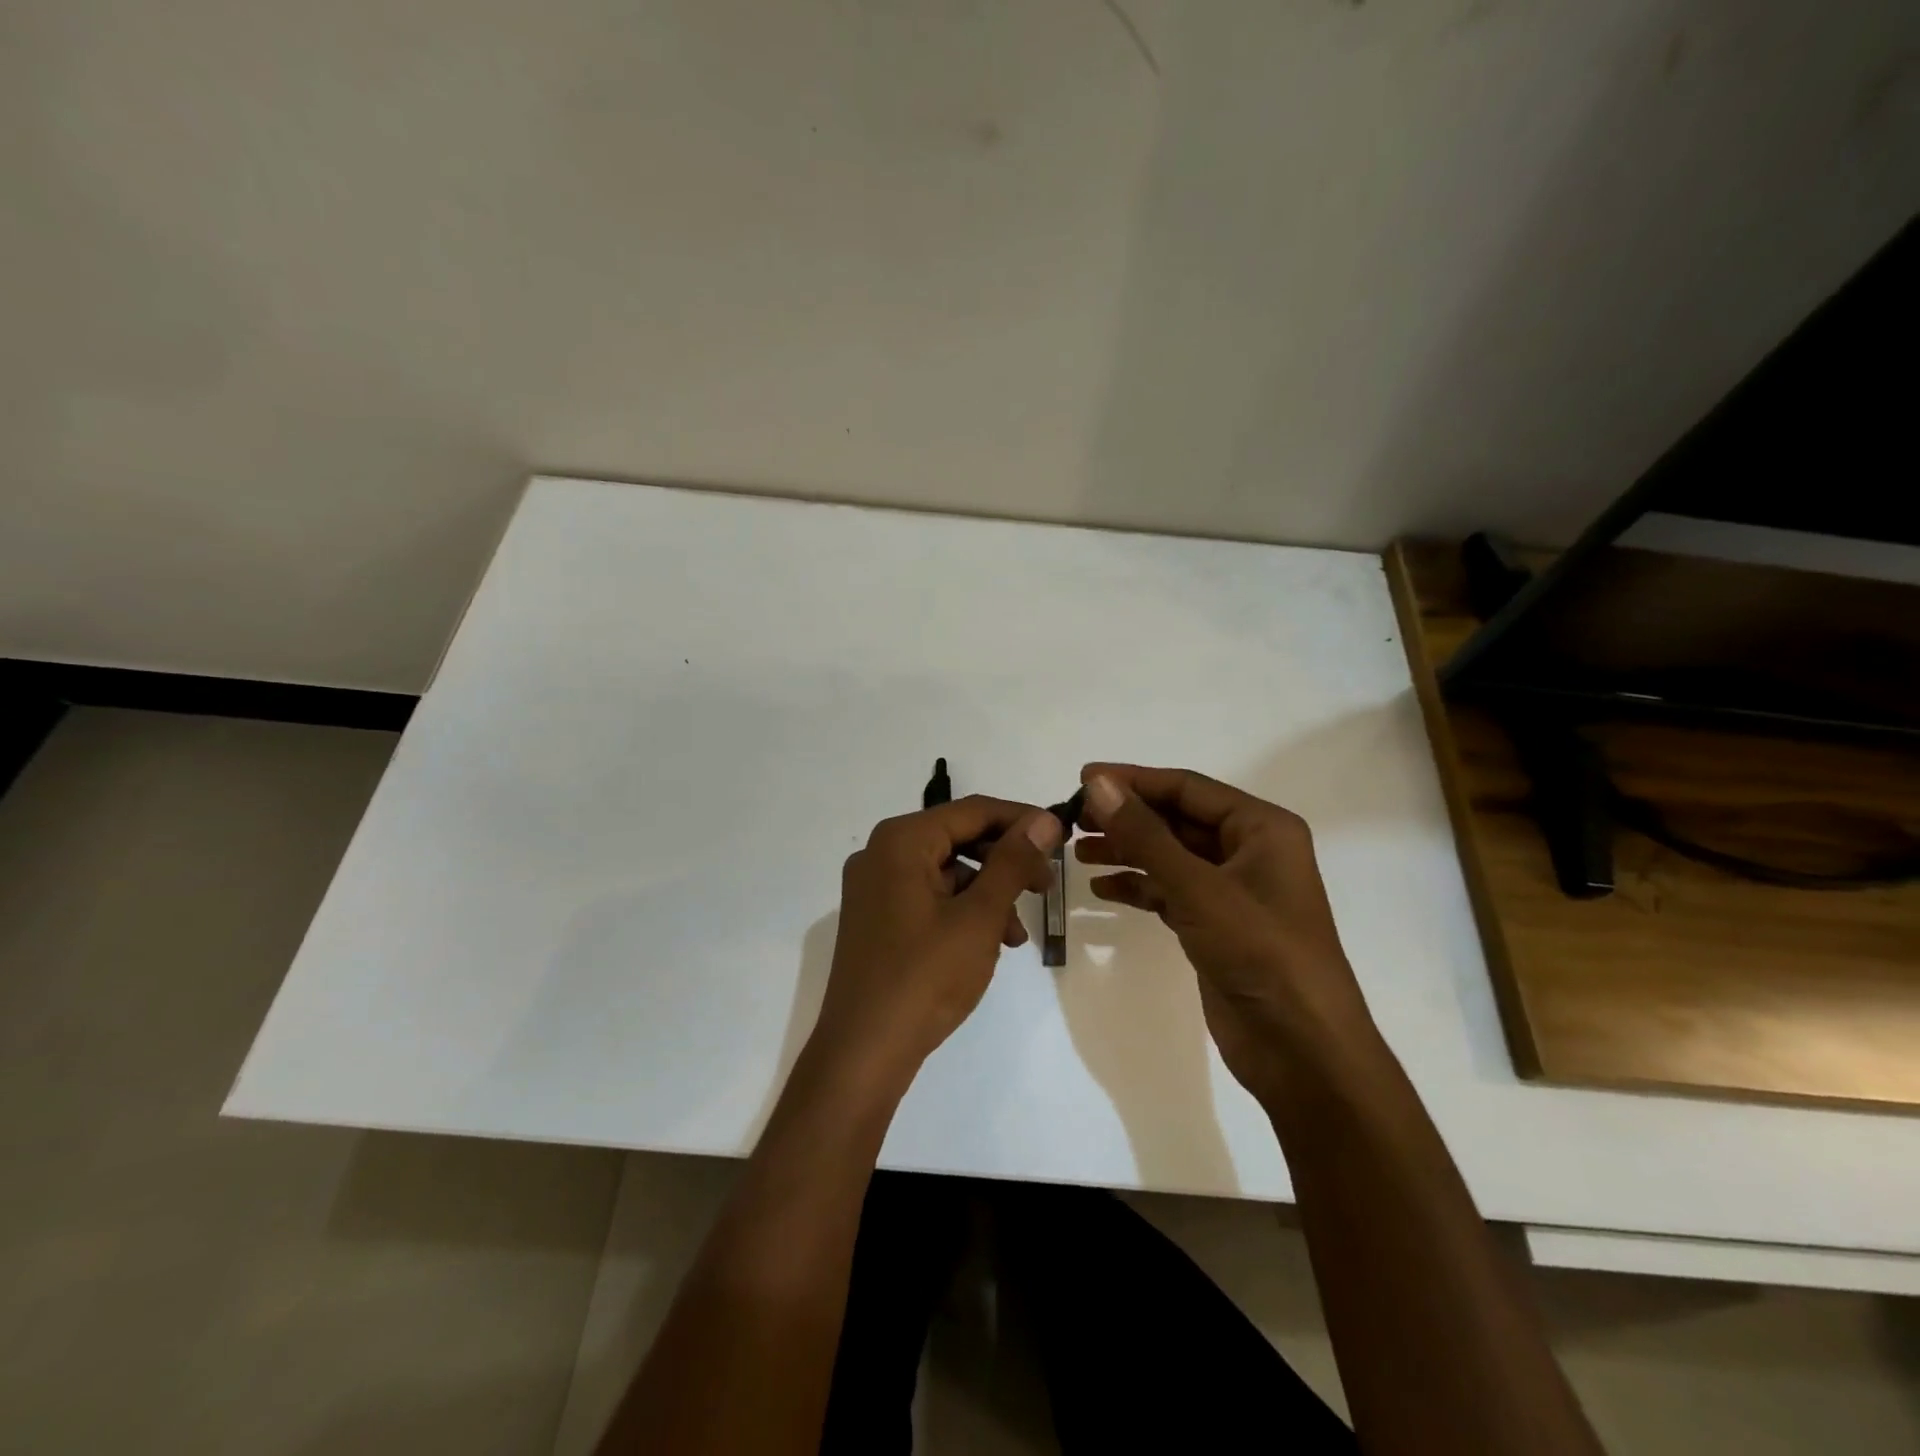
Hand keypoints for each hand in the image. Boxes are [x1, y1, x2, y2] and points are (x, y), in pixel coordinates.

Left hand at [810, 796, 1061, 1086]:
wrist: (864, 1052)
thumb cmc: (925, 977)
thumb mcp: (979, 916)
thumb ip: (1013, 862)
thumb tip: (1044, 819)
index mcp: (901, 840)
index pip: (973, 810)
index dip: (1022, 820)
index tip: (1061, 836)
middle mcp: (881, 853)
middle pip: (958, 838)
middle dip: (1005, 862)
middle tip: (1045, 886)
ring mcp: (874, 887)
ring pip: (946, 872)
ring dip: (987, 894)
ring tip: (1016, 935)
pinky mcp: (875, 918)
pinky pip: (928, 897)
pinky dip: (962, 912)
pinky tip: (988, 944)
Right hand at [1074, 765, 1375, 1103]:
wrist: (1303, 1052)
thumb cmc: (1261, 953)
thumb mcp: (1199, 888)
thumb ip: (1146, 835)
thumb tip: (1099, 784)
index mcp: (1262, 828)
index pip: (1188, 788)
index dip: (1134, 780)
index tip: (1084, 778)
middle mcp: (1249, 851)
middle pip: (1177, 819)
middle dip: (1127, 817)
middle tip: (1074, 818)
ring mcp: (1232, 891)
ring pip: (1170, 856)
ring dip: (1127, 850)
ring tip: (1078, 850)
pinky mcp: (1216, 926)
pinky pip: (1170, 891)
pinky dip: (1138, 887)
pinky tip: (1102, 888)